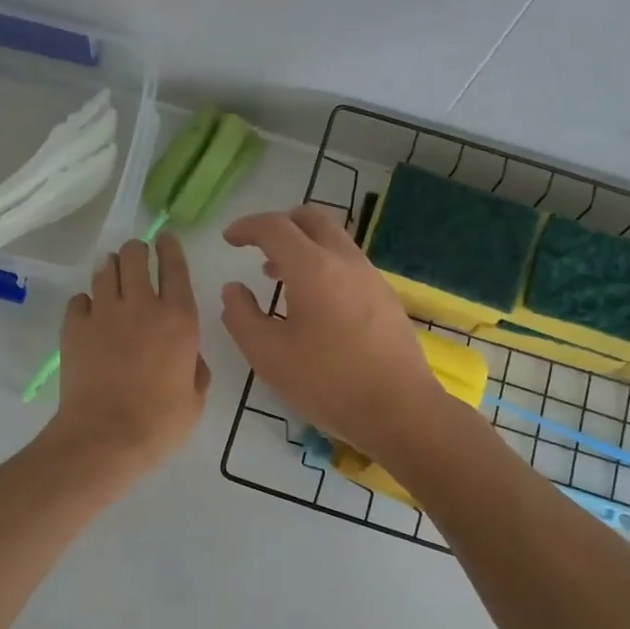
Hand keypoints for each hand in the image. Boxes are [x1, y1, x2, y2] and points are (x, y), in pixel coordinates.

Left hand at [48, 232, 210, 472]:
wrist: (105, 437)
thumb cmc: (159, 423)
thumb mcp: (195, 399)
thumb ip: (196, 369)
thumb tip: (189, 356)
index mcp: (179, 320)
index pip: (175, 268)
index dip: (170, 247)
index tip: (165, 237)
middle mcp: (142, 306)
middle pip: (135, 256)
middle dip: (136, 251)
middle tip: (136, 257)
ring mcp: (104, 313)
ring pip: (104, 269)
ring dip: (110, 268)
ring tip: (111, 275)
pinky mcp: (74, 327)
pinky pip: (79, 299)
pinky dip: (86, 302)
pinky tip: (89, 314)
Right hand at [220, 205, 446, 460]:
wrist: (400, 410)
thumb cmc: (327, 383)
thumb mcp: (268, 355)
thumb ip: (241, 316)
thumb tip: (234, 289)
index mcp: (313, 268)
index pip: (275, 227)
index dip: (247, 227)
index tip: (229, 239)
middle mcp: (346, 261)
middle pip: (313, 218)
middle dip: (281, 223)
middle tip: (258, 247)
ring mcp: (372, 277)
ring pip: (334, 240)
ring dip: (303, 246)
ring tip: (280, 277)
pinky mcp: (386, 297)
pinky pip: (349, 263)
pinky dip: (324, 265)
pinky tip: (314, 303)